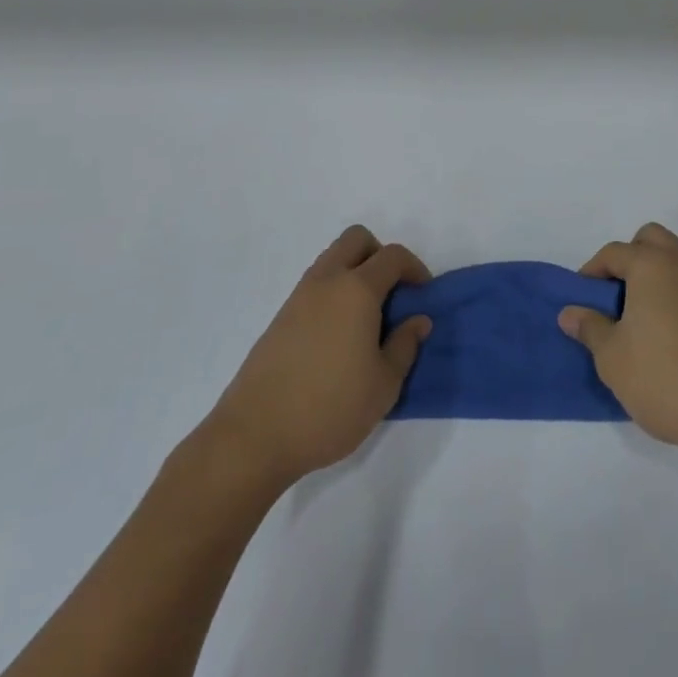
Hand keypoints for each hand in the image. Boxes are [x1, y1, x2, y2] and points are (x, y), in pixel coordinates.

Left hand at [199, 225, 431, 490]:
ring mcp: (298, 298)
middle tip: (392, 293)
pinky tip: (338, 337)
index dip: (414, 268)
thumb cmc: (330, 408)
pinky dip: (333, 294)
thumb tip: (418, 320)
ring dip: (354, 273)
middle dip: (380, 255)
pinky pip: (315, 286)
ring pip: (332, 260)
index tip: (423, 295)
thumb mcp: (384, 385)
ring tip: (366, 318)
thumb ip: (405, 346)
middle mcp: (327, 282)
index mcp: (357, 290)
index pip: (392, 256)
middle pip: (356, 240)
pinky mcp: (280, 319)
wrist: (254, 437)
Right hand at [558, 223, 677, 459]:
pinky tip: (660, 329)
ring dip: (651, 273)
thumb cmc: (663, 376)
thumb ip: (589, 327)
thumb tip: (570, 312)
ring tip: (634, 315)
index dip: (591, 273)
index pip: (613, 252)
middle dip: (627, 259)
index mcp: (651, 263)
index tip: (581, 302)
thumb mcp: (612, 356)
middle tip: (612, 297)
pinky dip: (670, 290)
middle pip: (648, 240)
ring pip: (672, 258)